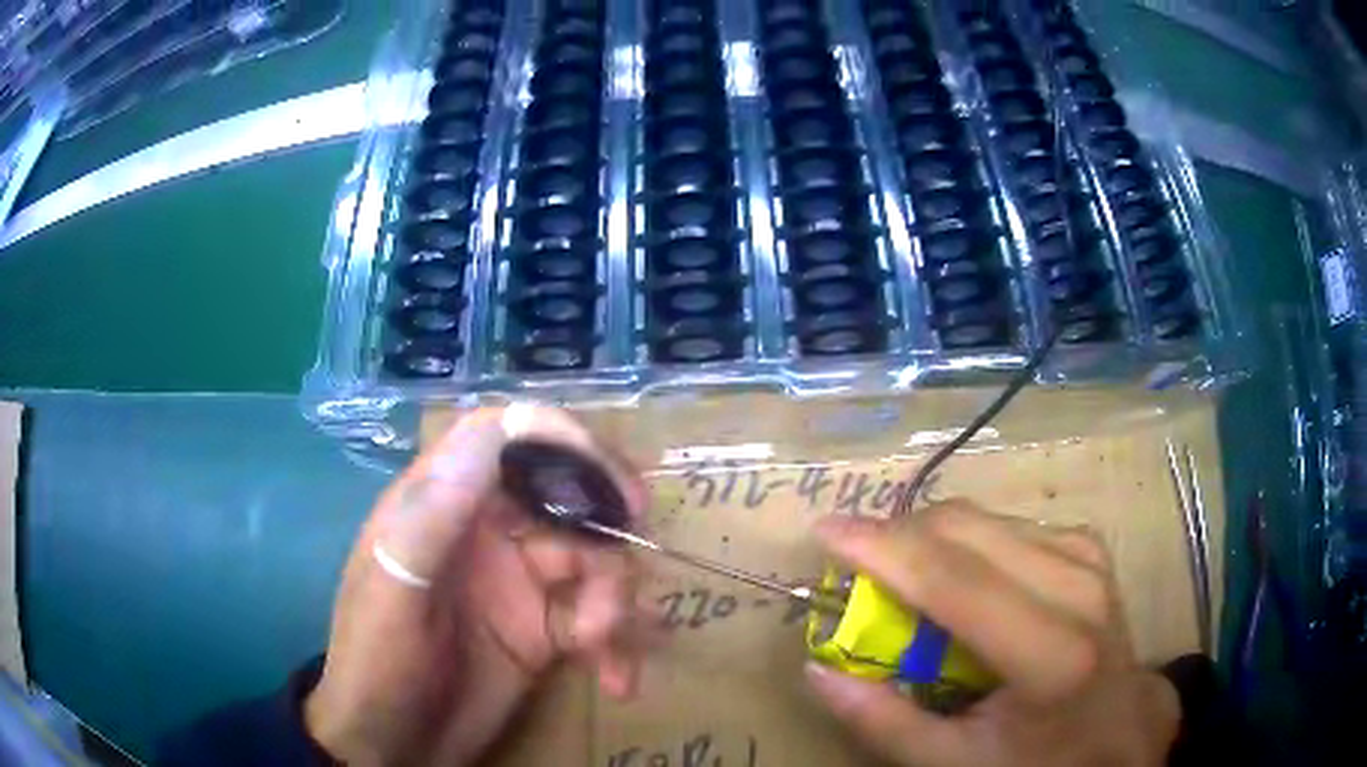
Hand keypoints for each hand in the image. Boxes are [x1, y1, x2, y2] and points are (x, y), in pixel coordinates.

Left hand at [305, 406, 652, 765]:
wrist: (394, 748)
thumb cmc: (376, 665)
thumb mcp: (392, 594)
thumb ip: (430, 518)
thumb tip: (488, 434)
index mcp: (440, 506)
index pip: (503, 438)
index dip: (563, 440)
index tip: (615, 484)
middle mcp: (484, 532)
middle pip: (565, 497)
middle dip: (608, 531)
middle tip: (633, 571)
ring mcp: (517, 582)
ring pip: (592, 560)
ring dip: (613, 601)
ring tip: (602, 647)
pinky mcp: (542, 632)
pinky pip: (597, 618)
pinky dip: (617, 645)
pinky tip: (616, 680)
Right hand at [806, 500, 1179, 766]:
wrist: (1120, 729)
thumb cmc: (1038, 757)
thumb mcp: (955, 762)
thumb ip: (882, 722)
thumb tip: (817, 670)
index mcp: (1049, 654)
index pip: (954, 580)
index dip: (882, 548)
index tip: (824, 531)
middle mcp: (1076, 589)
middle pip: (968, 530)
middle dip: (899, 535)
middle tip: (856, 563)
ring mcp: (1087, 558)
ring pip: (986, 518)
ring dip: (930, 538)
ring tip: (902, 578)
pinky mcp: (1087, 545)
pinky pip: (1010, 525)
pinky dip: (968, 543)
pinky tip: (959, 578)